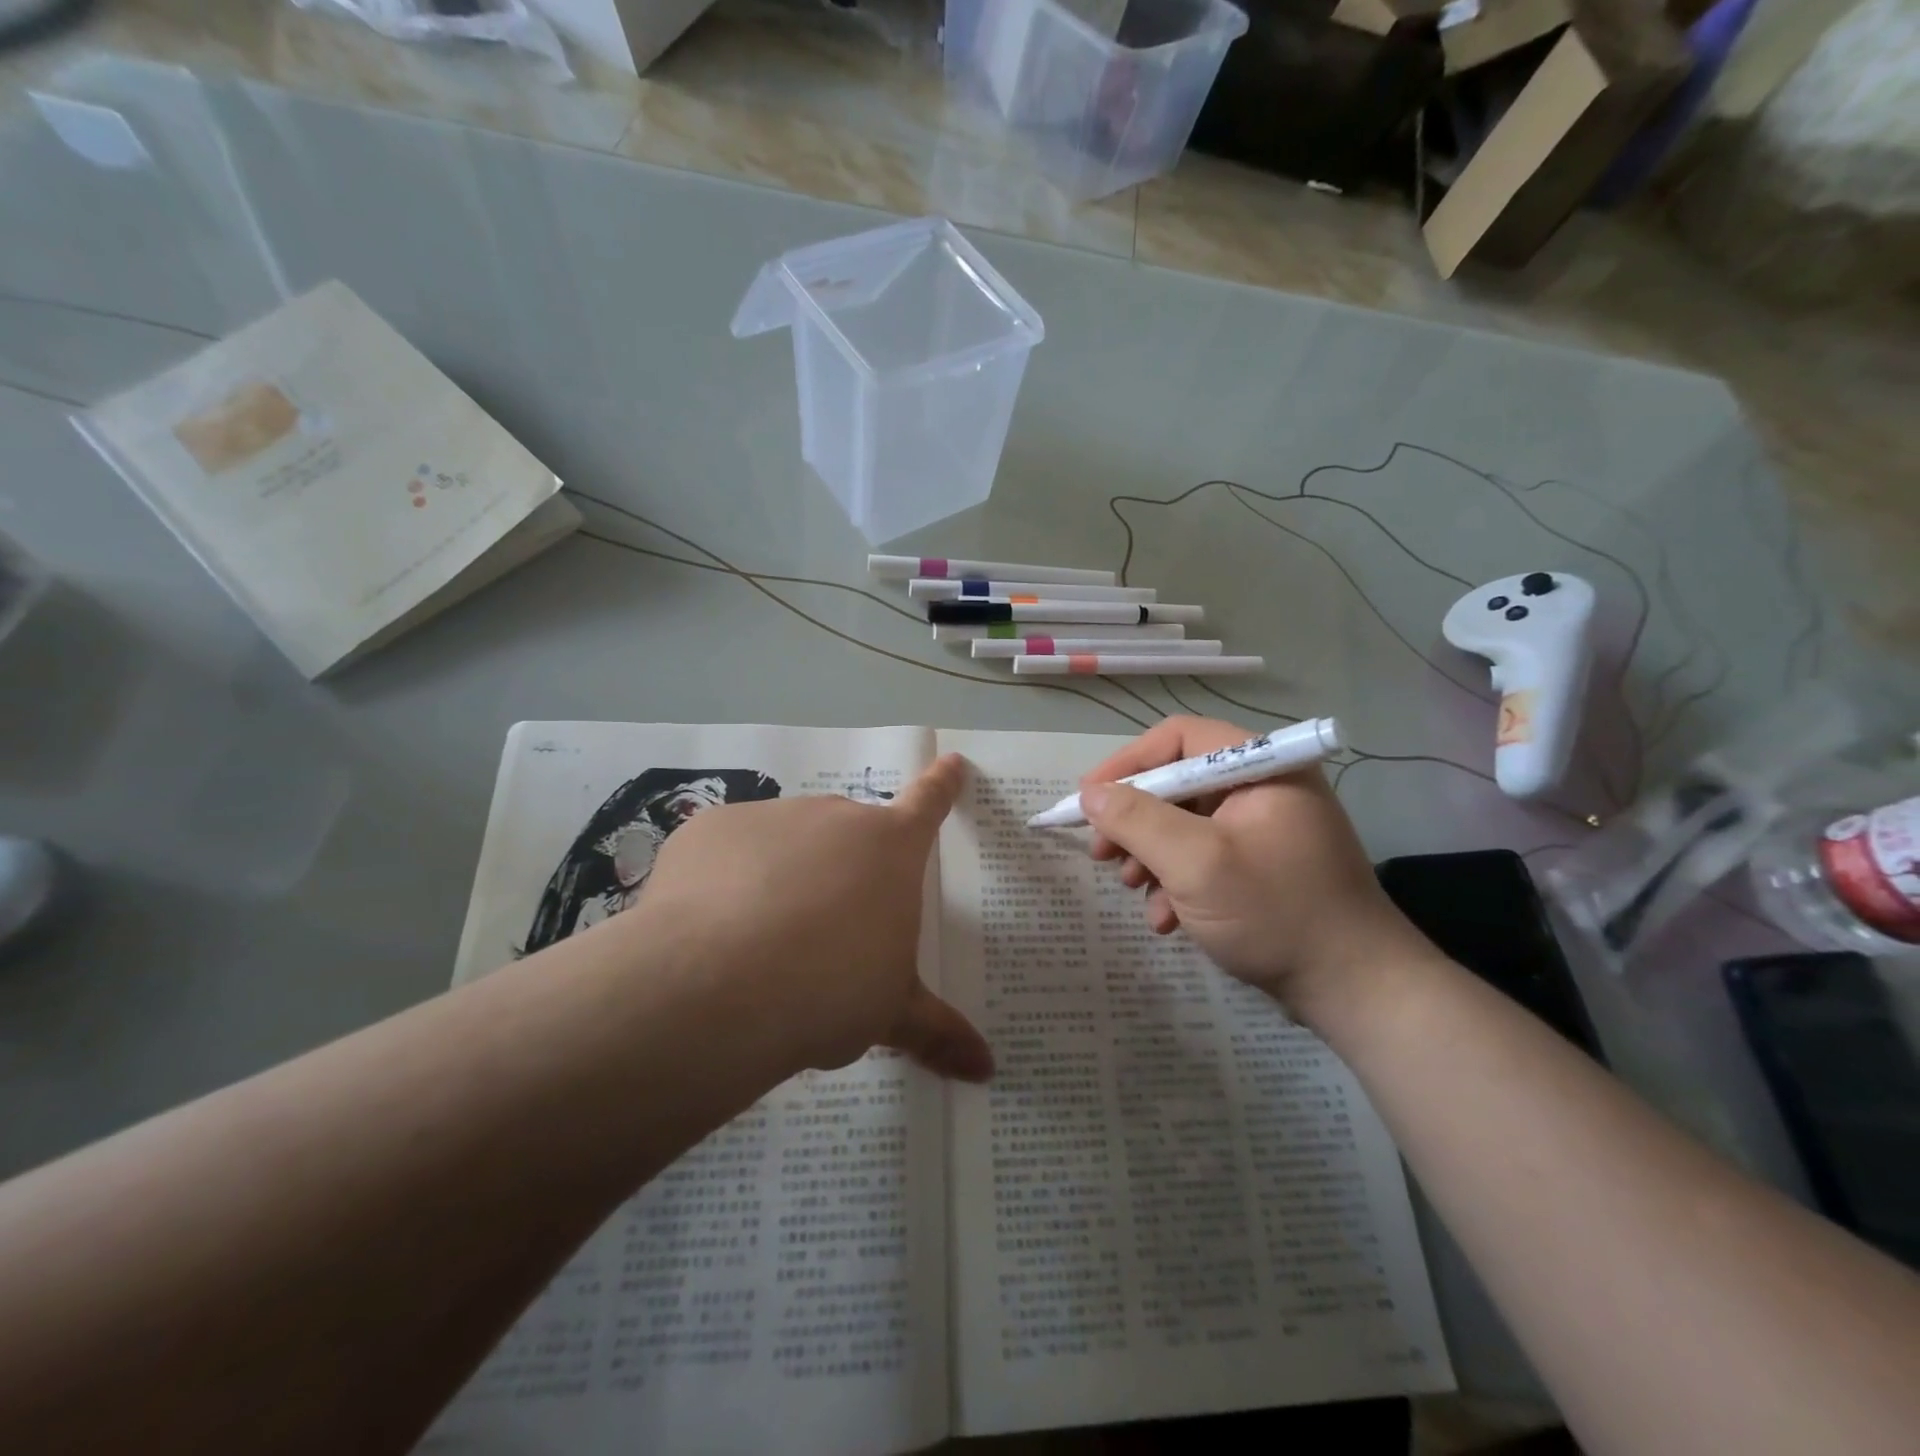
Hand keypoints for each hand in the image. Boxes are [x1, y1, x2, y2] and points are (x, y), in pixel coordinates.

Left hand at [628, 754, 992, 1081]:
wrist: (717, 986)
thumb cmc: (829, 990)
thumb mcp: (889, 1013)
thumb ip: (937, 1032)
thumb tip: (987, 1070)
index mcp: (889, 849)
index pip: (927, 805)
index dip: (942, 785)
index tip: (951, 762)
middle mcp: (833, 817)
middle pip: (846, 834)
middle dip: (841, 870)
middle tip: (824, 932)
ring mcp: (769, 816)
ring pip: (785, 842)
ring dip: (783, 876)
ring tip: (760, 942)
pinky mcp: (710, 828)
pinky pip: (727, 851)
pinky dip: (726, 880)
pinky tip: (711, 930)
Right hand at [1080, 716, 1433, 1020]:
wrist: (1356, 991)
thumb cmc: (1275, 912)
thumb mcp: (1196, 863)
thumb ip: (1136, 820)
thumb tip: (1089, 794)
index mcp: (1261, 767)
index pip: (1179, 738)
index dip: (1127, 764)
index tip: (1088, 800)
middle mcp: (1264, 787)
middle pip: (1178, 784)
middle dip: (1135, 822)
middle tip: (1103, 856)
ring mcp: (1265, 829)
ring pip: (1185, 825)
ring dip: (1152, 857)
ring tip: (1135, 891)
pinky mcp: (1262, 867)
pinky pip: (1205, 858)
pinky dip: (1178, 883)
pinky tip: (1168, 920)